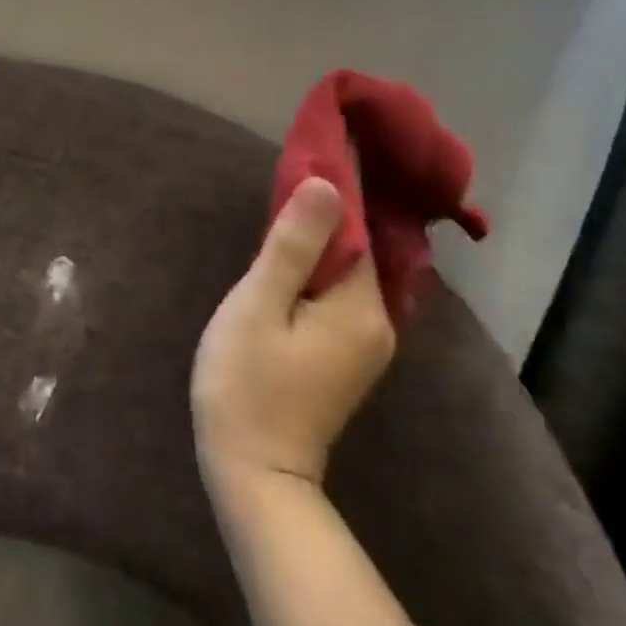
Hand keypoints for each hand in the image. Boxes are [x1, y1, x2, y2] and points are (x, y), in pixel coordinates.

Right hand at [191, 177, 395, 492]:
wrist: (255, 473)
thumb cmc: (248, 384)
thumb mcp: (259, 306)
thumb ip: (293, 246)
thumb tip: (326, 185)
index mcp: (360, 306)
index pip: (358, 229)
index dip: (336, 191)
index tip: (315, 152)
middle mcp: (378, 322)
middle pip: (358, 251)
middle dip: (330, 214)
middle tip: (293, 177)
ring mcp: (366, 346)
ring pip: (348, 276)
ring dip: (324, 243)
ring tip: (289, 209)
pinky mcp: (347, 361)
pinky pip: (341, 300)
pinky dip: (322, 274)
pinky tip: (295, 263)